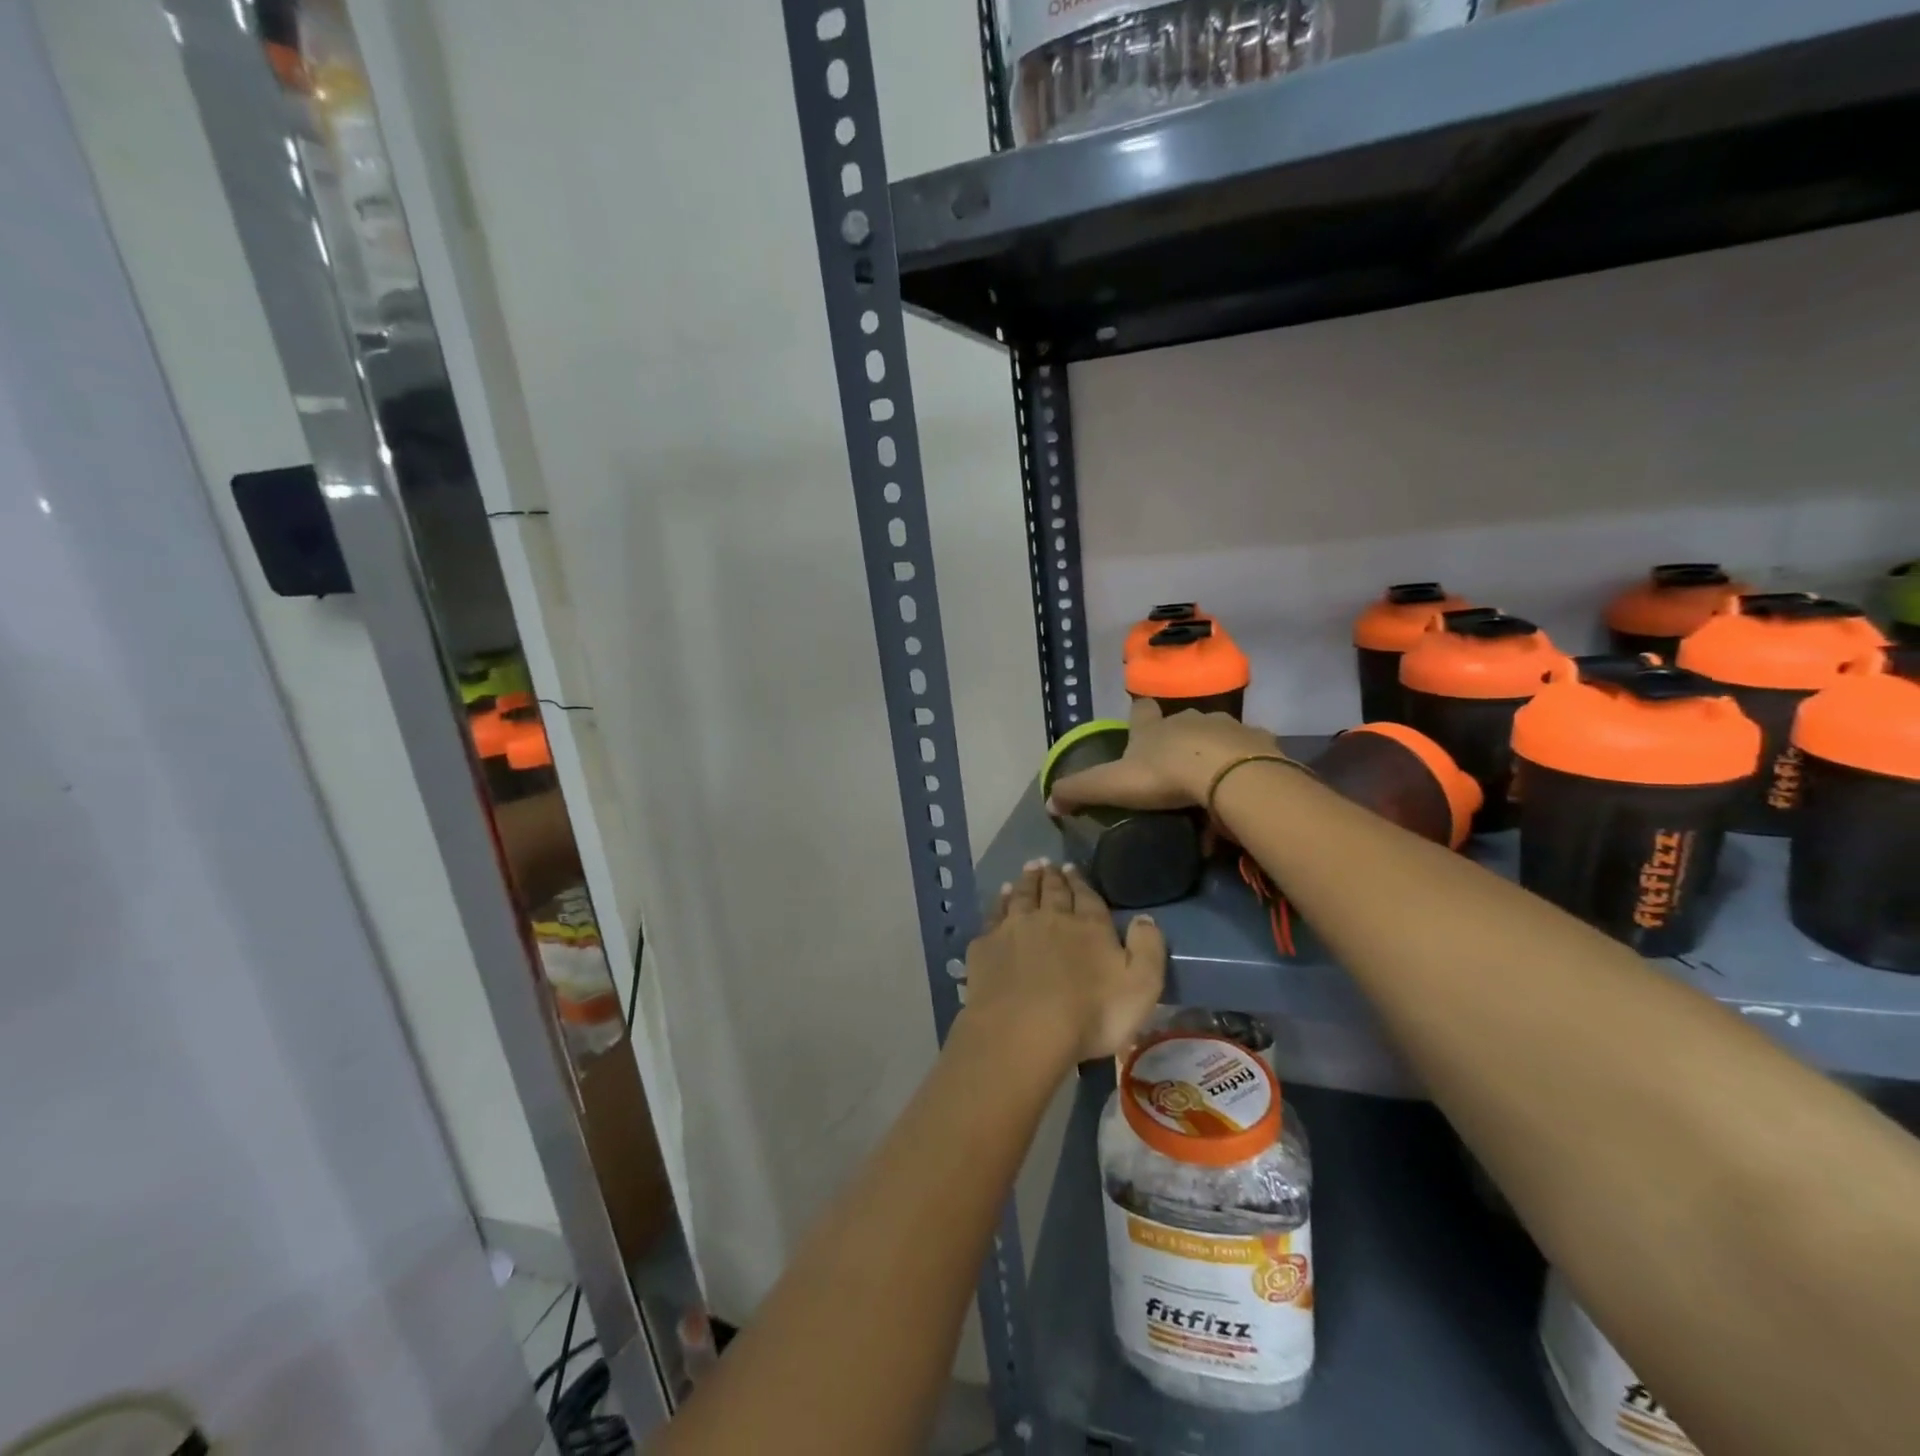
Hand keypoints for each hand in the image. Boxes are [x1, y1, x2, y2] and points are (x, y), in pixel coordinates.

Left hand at [964, 861, 1165, 1062]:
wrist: (1024, 1031)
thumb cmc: (1091, 1015)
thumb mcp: (1141, 987)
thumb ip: (1147, 949)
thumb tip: (1145, 918)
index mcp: (1089, 927)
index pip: (1086, 897)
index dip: (1080, 882)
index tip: (1073, 868)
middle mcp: (1050, 918)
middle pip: (1052, 891)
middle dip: (1052, 876)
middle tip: (1049, 864)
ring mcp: (1014, 929)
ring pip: (1021, 896)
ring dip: (1026, 882)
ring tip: (1028, 870)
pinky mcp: (986, 946)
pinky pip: (994, 916)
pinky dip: (999, 903)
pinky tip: (1000, 899)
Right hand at [1047, 699, 1282, 814]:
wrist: (1230, 776)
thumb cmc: (1165, 775)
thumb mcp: (1112, 785)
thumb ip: (1080, 790)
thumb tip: (1048, 801)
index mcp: (1153, 727)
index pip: (1140, 711)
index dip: (1138, 718)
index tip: (1137, 729)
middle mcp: (1189, 719)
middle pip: (1180, 723)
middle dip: (1176, 740)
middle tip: (1173, 770)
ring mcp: (1227, 728)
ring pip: (1215, 737)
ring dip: (1210, 755)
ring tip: (1208, 786)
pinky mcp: (1258, 745)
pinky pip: (1246, 756)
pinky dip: (1240, 770)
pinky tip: (1237, 794)